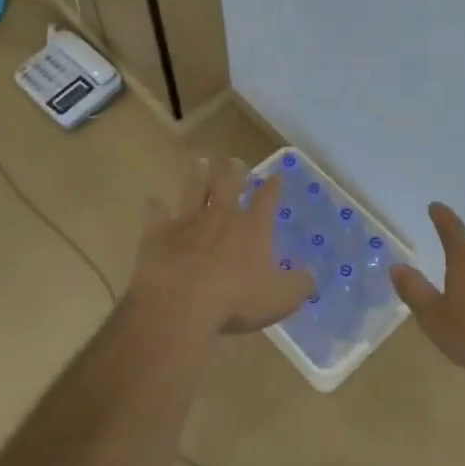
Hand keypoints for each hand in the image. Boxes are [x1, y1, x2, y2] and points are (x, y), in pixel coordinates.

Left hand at [128, 157, 313, 336]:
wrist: (180, 304)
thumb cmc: (236, 300)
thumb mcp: (280, 299)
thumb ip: (299, 284)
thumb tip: (312, 273)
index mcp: (252, 228)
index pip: (266, 199)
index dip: (272, 187)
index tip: (276, 175)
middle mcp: (221, 216)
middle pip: (228, 184)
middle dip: (234, 172)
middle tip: (235, 161)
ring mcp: (187, 221)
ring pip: (194, 189)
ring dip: (198, 175)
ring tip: (201, 162)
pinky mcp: (158, 233)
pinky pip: (156, 214)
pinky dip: (155, 206)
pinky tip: (152, 200)